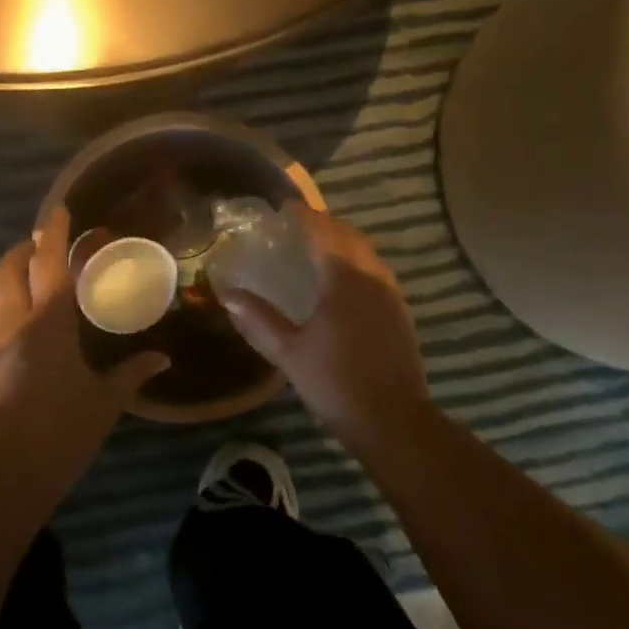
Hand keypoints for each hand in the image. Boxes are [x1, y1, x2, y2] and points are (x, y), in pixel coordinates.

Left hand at [0, 208, 167, 471]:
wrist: (0, 476)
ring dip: (8, 275)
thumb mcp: (104, 403)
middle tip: (41, 245)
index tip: (60, 211)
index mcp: (48, 324)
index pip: (48, 264)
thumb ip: (132, 374)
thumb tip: (162, 359)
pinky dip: (1, 307)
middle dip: (23, 249)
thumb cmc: (60, 433)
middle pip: (8, 269)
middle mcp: (12, 323)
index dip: (54, 234)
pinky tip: (17, 327)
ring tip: (27, 278)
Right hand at [220, 207, 430, 444]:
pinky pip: (377, 272)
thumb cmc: (336, 383)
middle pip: (350, 236)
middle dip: (326, 224)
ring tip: (318, 249)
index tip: (285, 206)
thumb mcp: (290, 352)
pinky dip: (357, 263)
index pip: (324, 232)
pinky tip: (342, 283)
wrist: (394, 422)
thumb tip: (228, 296)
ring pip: (367, 254)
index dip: (305, 215)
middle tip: (298, 225)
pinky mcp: (401, 314)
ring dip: (344, 243)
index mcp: (345, 280)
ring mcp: (391, 295)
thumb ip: (259, 320)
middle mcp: (373, 278)